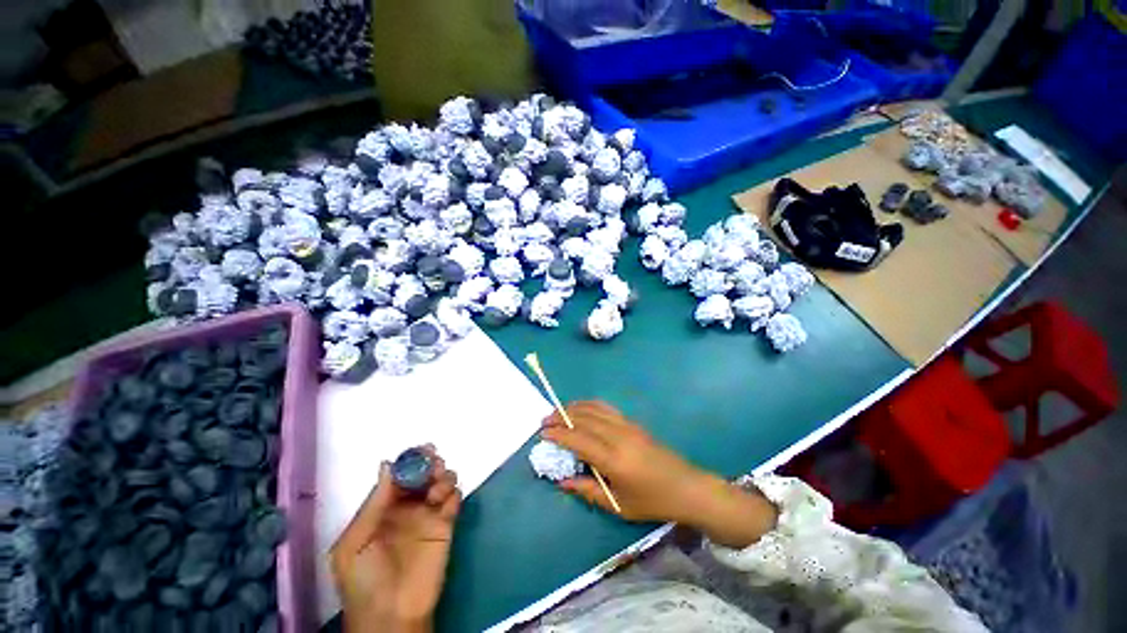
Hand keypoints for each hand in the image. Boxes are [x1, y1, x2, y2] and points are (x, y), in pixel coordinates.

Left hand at [330, 445, 460, 632]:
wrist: (390, 615)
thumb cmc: (364, 580)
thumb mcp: (354, 543)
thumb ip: (373, 504)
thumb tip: (387, 464)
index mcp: (383, 508)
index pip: (399, 475)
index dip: (409, 459)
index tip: (421, 449)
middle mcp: (407, 506)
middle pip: (423, 473)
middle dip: (430, 463)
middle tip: (433, 462)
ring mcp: (428, 515)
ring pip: (442, 481)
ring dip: (443, 476)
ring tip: (436, 489)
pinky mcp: (446, 525)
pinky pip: (455, 499)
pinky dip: (453, 493)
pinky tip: (445, 502)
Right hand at [543, 401, 777, 547]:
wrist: (685, 486)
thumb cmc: (651, 501)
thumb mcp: (618, 505)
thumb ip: (587, 490)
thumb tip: (562, 481)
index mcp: (614, 460)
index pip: (579, 440)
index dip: (559, 434)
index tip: (543, 433)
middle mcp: (618, 436)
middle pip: (584, 419)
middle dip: (561, 417)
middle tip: (544, 420)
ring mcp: (627, 426)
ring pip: (594, 409)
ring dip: (573, 407)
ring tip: (557, 411)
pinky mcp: (632, 422)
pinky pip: (606, 408)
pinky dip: (589, 405)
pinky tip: (581, 408)